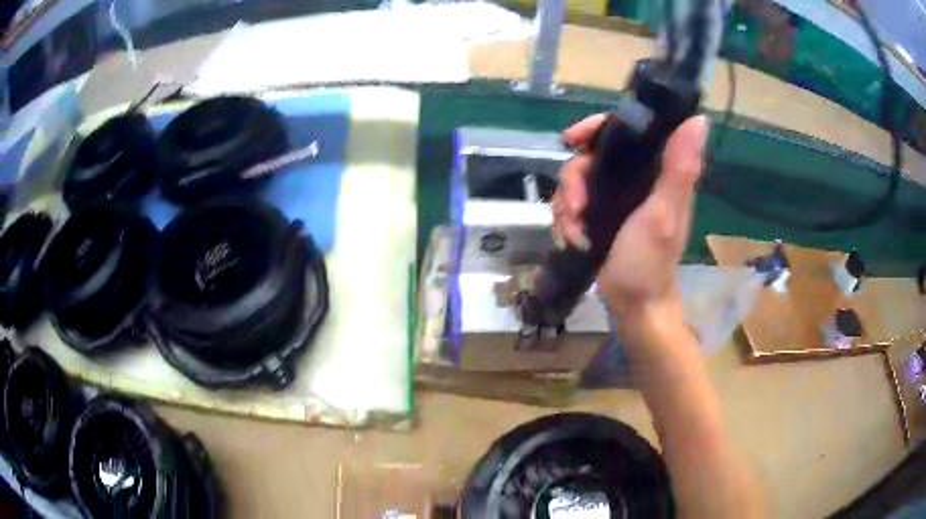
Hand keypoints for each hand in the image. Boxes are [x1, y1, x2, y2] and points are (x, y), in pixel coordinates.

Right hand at [551, 114, 709, 318]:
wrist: (633, 306)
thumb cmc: (650, 263)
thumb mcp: (663, 215)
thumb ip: (679, 169)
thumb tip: (698, 119)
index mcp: (655, 171)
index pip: (625, 130)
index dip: (596, 128)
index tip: (573, 139)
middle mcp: (634, 179)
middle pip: (590, 156)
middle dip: (573, 180)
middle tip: (574, 207)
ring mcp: (614, 198)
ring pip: (575, 181)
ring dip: (566, 205)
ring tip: (573, 230)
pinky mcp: (599, 216)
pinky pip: (570, 203)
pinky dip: (566, 219)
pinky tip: (572, 237)